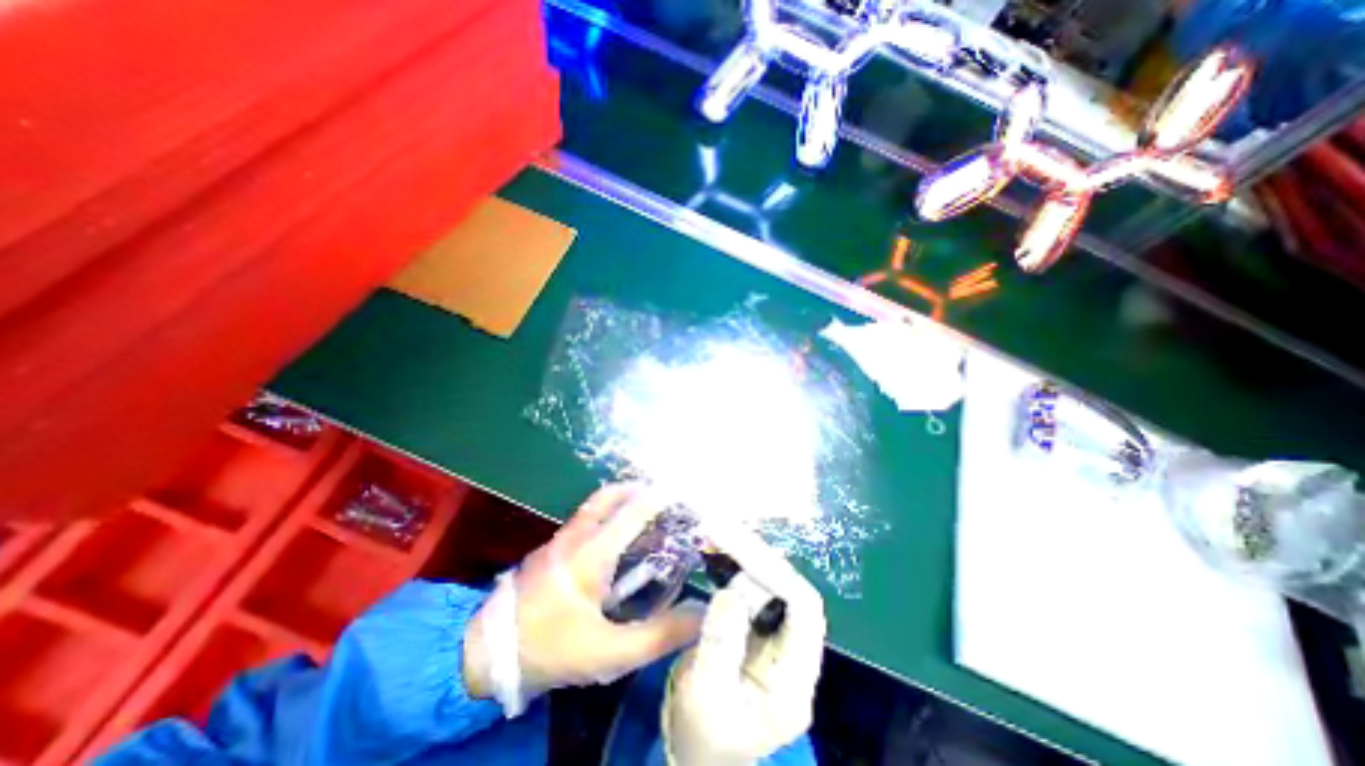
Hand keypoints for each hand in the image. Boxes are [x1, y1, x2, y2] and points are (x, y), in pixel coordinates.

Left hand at [466, 489, 702, 708]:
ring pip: (594, 506)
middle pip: (609, 496)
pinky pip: (583, 520)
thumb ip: (659, 635)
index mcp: (593, 552)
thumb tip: (701, 614)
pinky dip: (604, 515)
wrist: (483, 654)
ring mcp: (558, 540)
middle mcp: (576, 536)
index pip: (633, 512)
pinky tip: (612, 538)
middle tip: (661, 496)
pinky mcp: (549, 550)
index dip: (660, 498)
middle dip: (637, 489)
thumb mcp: (610, 652)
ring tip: (642, 511)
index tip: (682, 492)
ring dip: (619, 500)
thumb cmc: (552, 648)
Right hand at [659, 523, 819, 765]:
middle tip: (721, 528)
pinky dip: (737, 563)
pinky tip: (720, 549)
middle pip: (789, 587)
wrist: (699, 751)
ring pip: (773, 582)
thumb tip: (729, 591)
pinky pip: (754, 586)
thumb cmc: (702, 735)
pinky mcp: (758, 627)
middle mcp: (794, 652)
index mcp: (794, 680)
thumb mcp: (705, 699)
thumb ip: (719, 646)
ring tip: (719, 532)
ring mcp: (777, 637)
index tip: (739, 551)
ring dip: (747, 554)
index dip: (776, 574)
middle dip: (757, 555)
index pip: (803, 609)